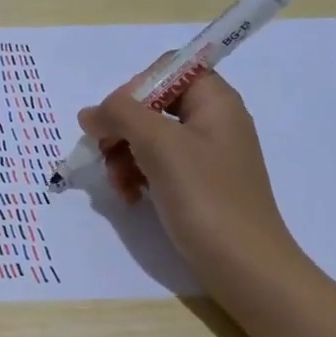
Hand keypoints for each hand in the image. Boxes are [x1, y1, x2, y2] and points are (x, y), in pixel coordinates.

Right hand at [77, 66, 297, 281]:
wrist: (245, 267)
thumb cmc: (206, 197)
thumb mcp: (160, 145)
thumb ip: (121, 115)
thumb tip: (90, 113)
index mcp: (215, 101)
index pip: (167, 69)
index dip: (135, 87)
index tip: (114, 119)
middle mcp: (212, 121)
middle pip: (152, 105)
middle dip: (122, 128)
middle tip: (104, 154)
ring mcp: (205, 155)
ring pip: (149, 138)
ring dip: (124, 156)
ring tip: (117, 185)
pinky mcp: (197, 185)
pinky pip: (158, 166)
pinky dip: (137, 177)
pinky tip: (129, 198)